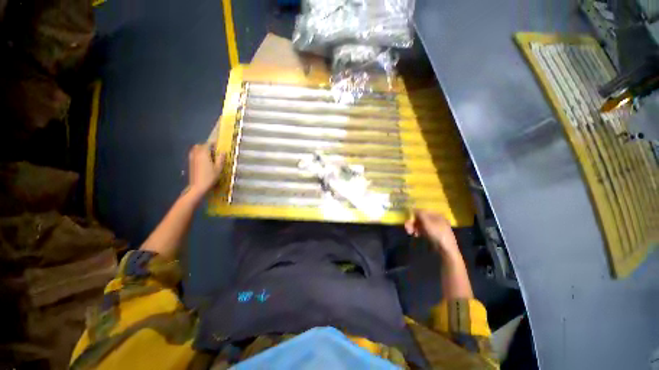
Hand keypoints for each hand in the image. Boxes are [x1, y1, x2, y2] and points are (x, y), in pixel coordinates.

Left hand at [187, 143, 223, 196]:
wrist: (198, 186)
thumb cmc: (210, 177)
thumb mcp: (218, 168)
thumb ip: (220, 159)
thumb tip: (223, 152)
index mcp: (204, 153)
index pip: (208, 144)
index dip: (213, 142)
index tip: (218, 143)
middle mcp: (196, 154)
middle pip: (200, 145)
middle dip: (207, 145)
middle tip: (214, 149)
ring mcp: (192, 158)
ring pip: (196, 149)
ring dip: (202, 149)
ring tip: (209, 154)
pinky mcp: (190, 163)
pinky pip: (194, 154)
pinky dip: (198, 154)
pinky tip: (204, 159)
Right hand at [405, 210, 459, 255]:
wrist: (446, 250)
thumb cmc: (437, 233)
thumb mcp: (427, 222)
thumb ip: (419, 214)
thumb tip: (413, 208)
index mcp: (436, 214)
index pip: (422, 211)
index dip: (414, 215)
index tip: (407, 220)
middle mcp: (436, 220)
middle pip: (421, 218)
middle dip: (413, 222)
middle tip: (407, 228)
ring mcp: (434, 228)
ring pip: (421, 225)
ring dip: (414, 228)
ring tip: (410, 233)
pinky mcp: (432, 235)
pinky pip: (423, 231)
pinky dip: (418, 232)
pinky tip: (415, 235)